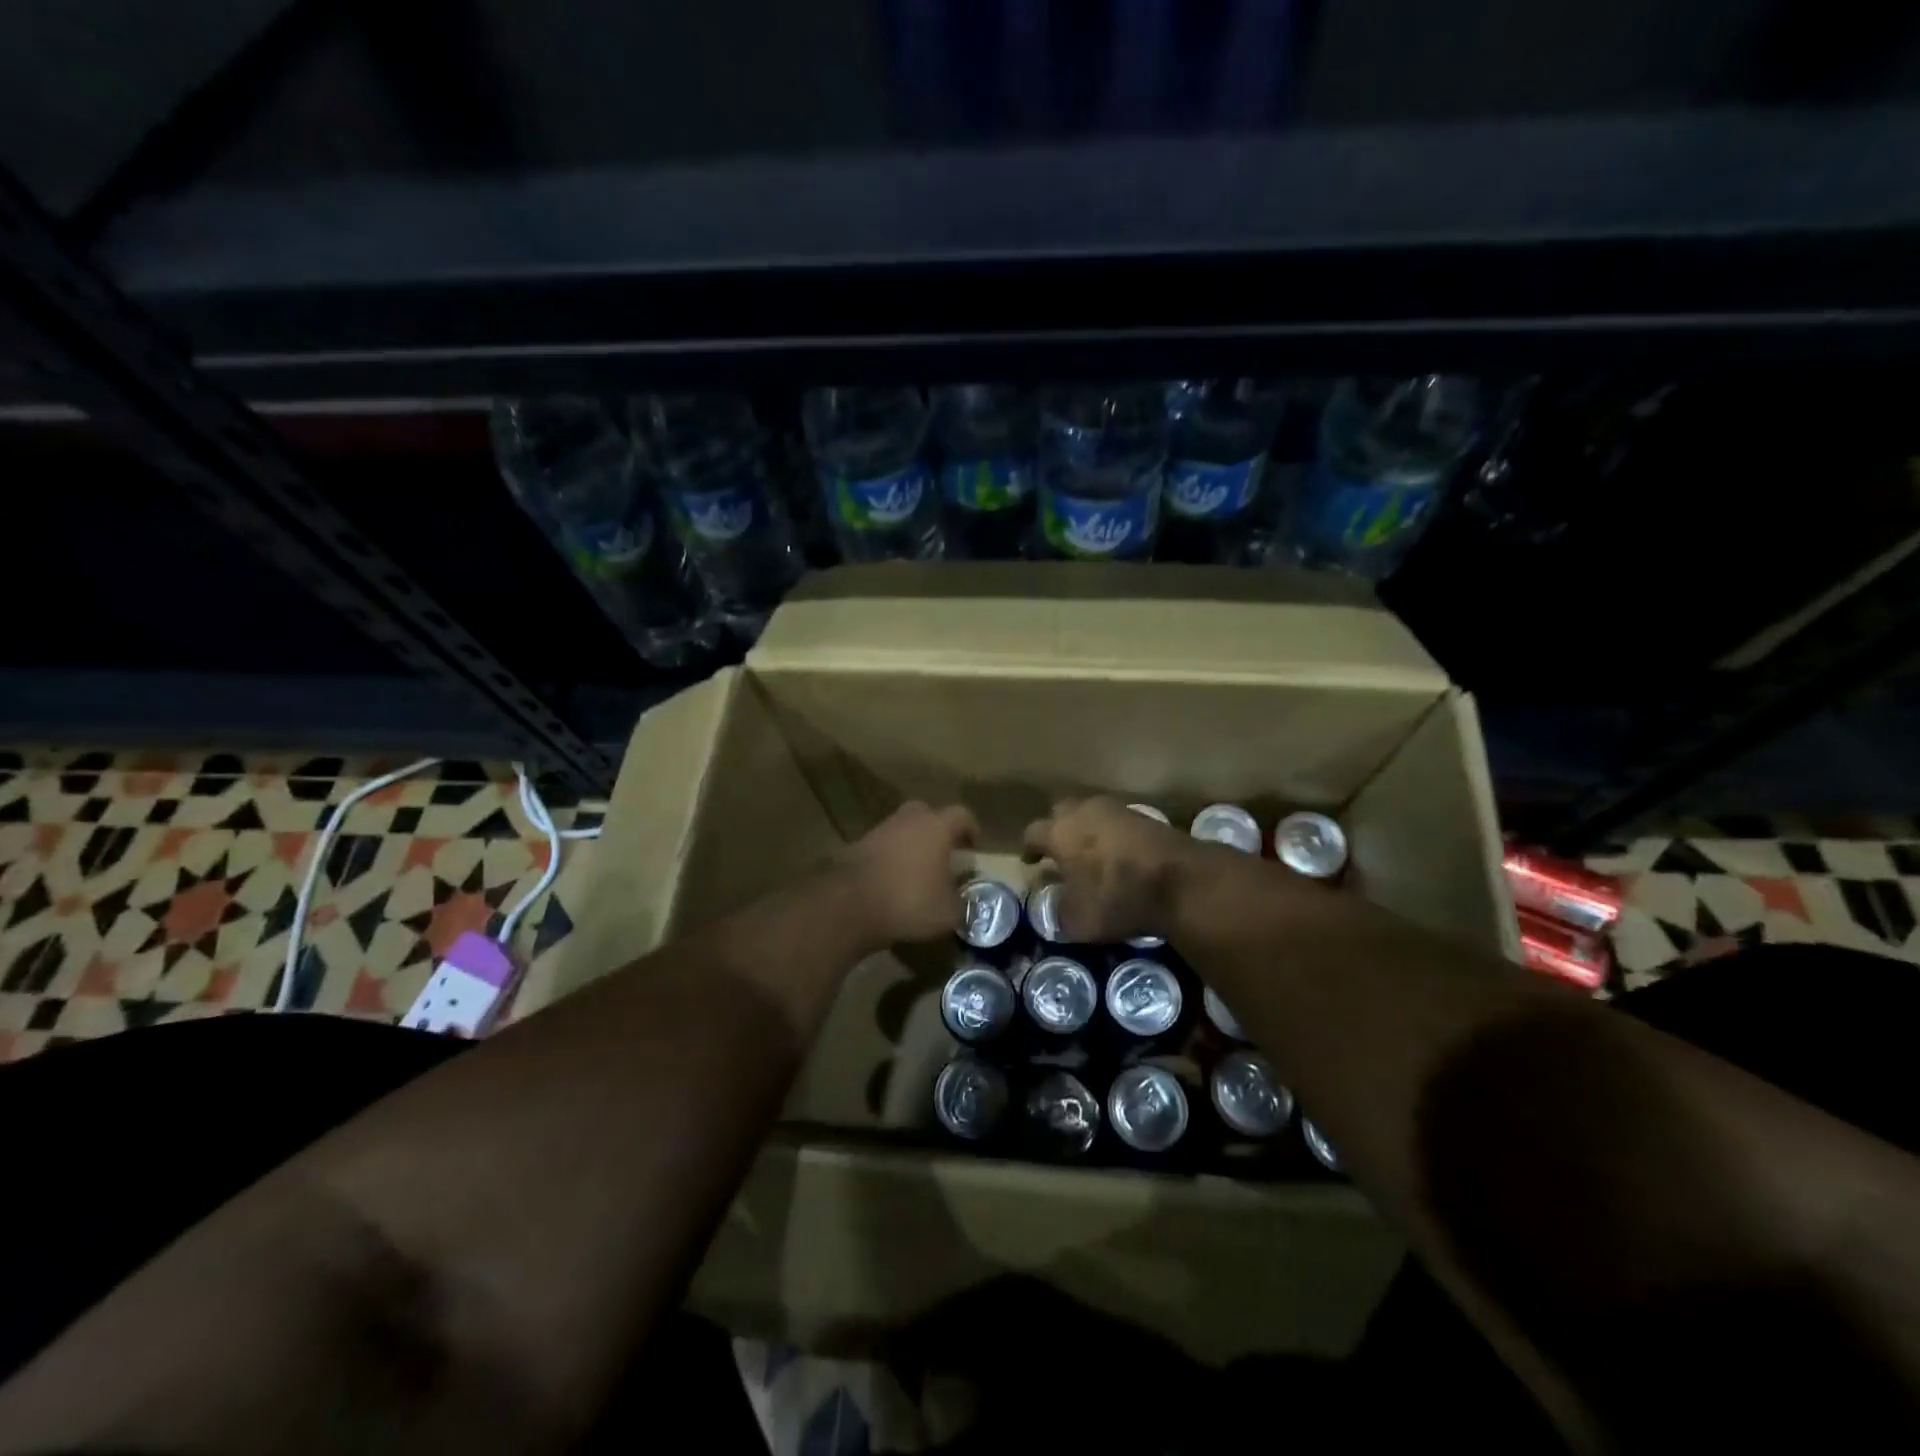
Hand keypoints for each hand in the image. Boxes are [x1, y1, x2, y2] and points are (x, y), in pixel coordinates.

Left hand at [837, 801, 979, 945]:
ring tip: (919, 870)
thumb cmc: (909, 901)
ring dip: (912, 844)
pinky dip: (891, 858)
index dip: (971, 830)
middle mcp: (908, 820)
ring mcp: (880, 830)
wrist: (850, 904)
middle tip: (945, 853)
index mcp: (936, 826)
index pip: (962, 815)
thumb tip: (962, 902)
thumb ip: (960, 903)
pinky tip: (894, 880)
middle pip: (928, 814)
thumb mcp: (948, 912)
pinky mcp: (857, 846)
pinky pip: (883, 846)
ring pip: (903, 829)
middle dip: (938, 831)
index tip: (974, 848)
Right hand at [1022, 797, 1195, 944]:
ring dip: (1087, 829)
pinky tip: (1119, 854)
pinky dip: (1113, 834)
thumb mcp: (1080, 921)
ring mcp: (1116, 810)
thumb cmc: (1118, 898)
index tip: (1030, 861)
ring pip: (1091, 813)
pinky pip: (1117, 821)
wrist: (1181, 880)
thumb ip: (1061, 912)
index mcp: (1059, 833)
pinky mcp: (1145, 815)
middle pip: (1061, 812)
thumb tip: (1057, 906)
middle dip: (1057, 829)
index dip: (1029, 848)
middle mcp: (1083, 812)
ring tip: (1090, 852)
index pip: (1032, 833)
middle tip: (1060, 851)